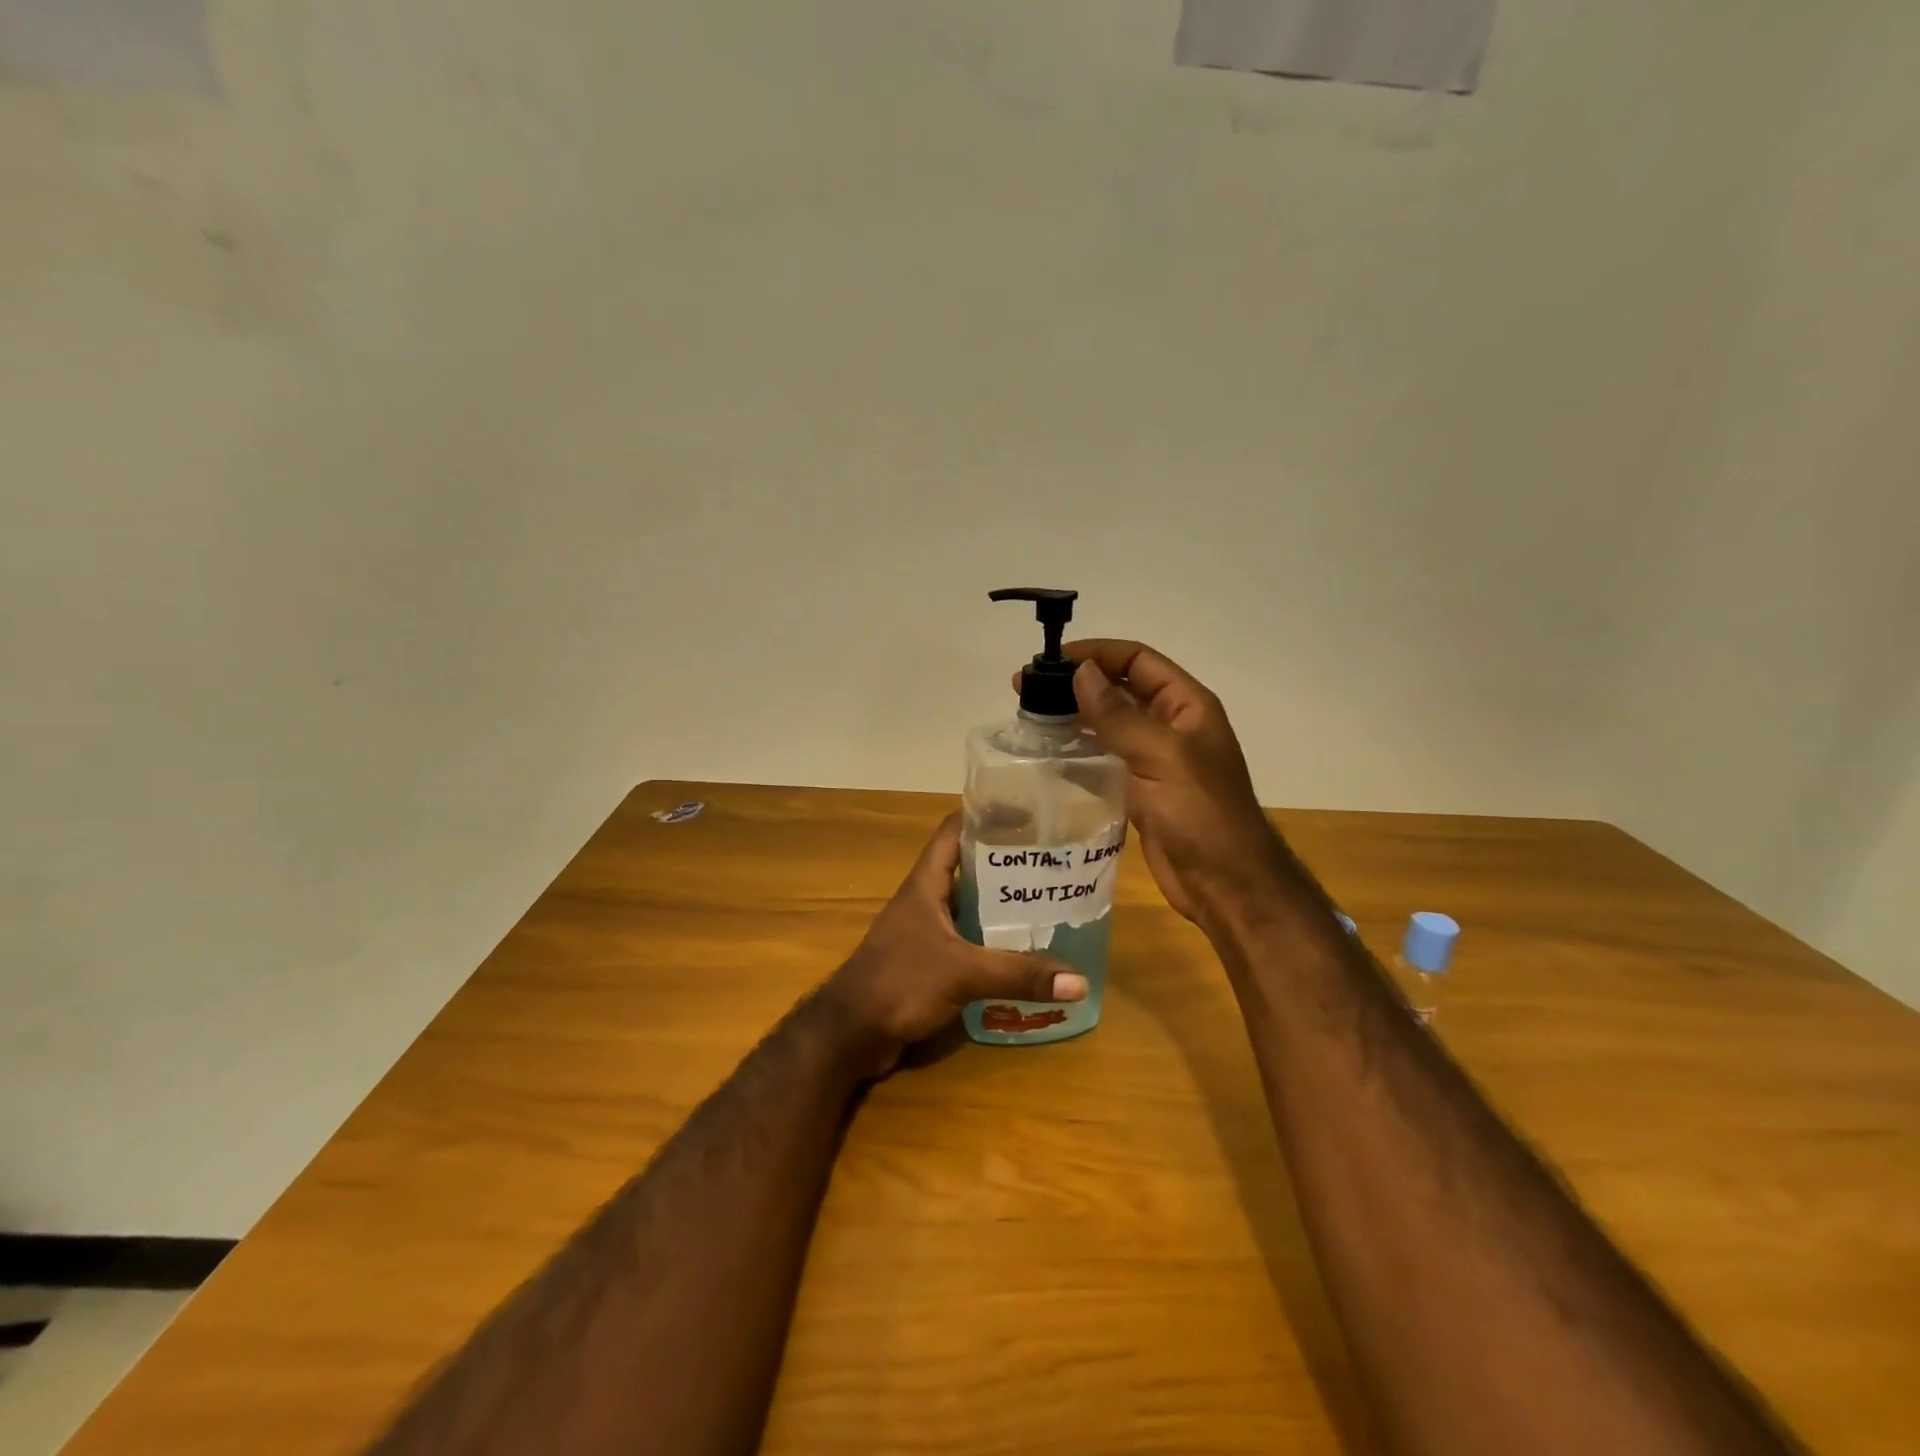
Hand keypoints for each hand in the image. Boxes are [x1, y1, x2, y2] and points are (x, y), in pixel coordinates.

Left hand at [821, 814, 1086, 1076]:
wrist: (851, 1033)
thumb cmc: (900, 983)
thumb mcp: (963, 973)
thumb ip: (1019, 975)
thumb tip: (1079, 981)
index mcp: (926, 883)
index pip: (953, 831)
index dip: (985, 816)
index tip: (1026, 812)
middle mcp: (925, 899)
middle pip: (968, 867)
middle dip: (1006, 864)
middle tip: (1052, 863)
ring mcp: (924, 931)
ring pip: (969, 906)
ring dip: (1000, 905)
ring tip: (1046, 903)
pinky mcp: (927, 961)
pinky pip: (966, 940)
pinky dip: (991, 941)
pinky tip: (1021, 951)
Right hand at [1036, 640, 1288, 929]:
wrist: (1226, 884)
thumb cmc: (1202, 814)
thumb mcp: (1163, 757)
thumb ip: (1119, 715)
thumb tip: (1081, 672)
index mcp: (1186, 706)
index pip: (1137, 660)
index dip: (1096, 653)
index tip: (1052, 660)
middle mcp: (1170, 726)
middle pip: (1119, 689)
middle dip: (1076, 684)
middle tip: (1026, 689)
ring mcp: (1153, 759)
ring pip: (1107, 725)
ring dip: (1072, 718)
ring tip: (1030, 717)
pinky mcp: (1138, 790)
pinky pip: (1104, 760)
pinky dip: (1077, 753)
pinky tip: (1047, 754)